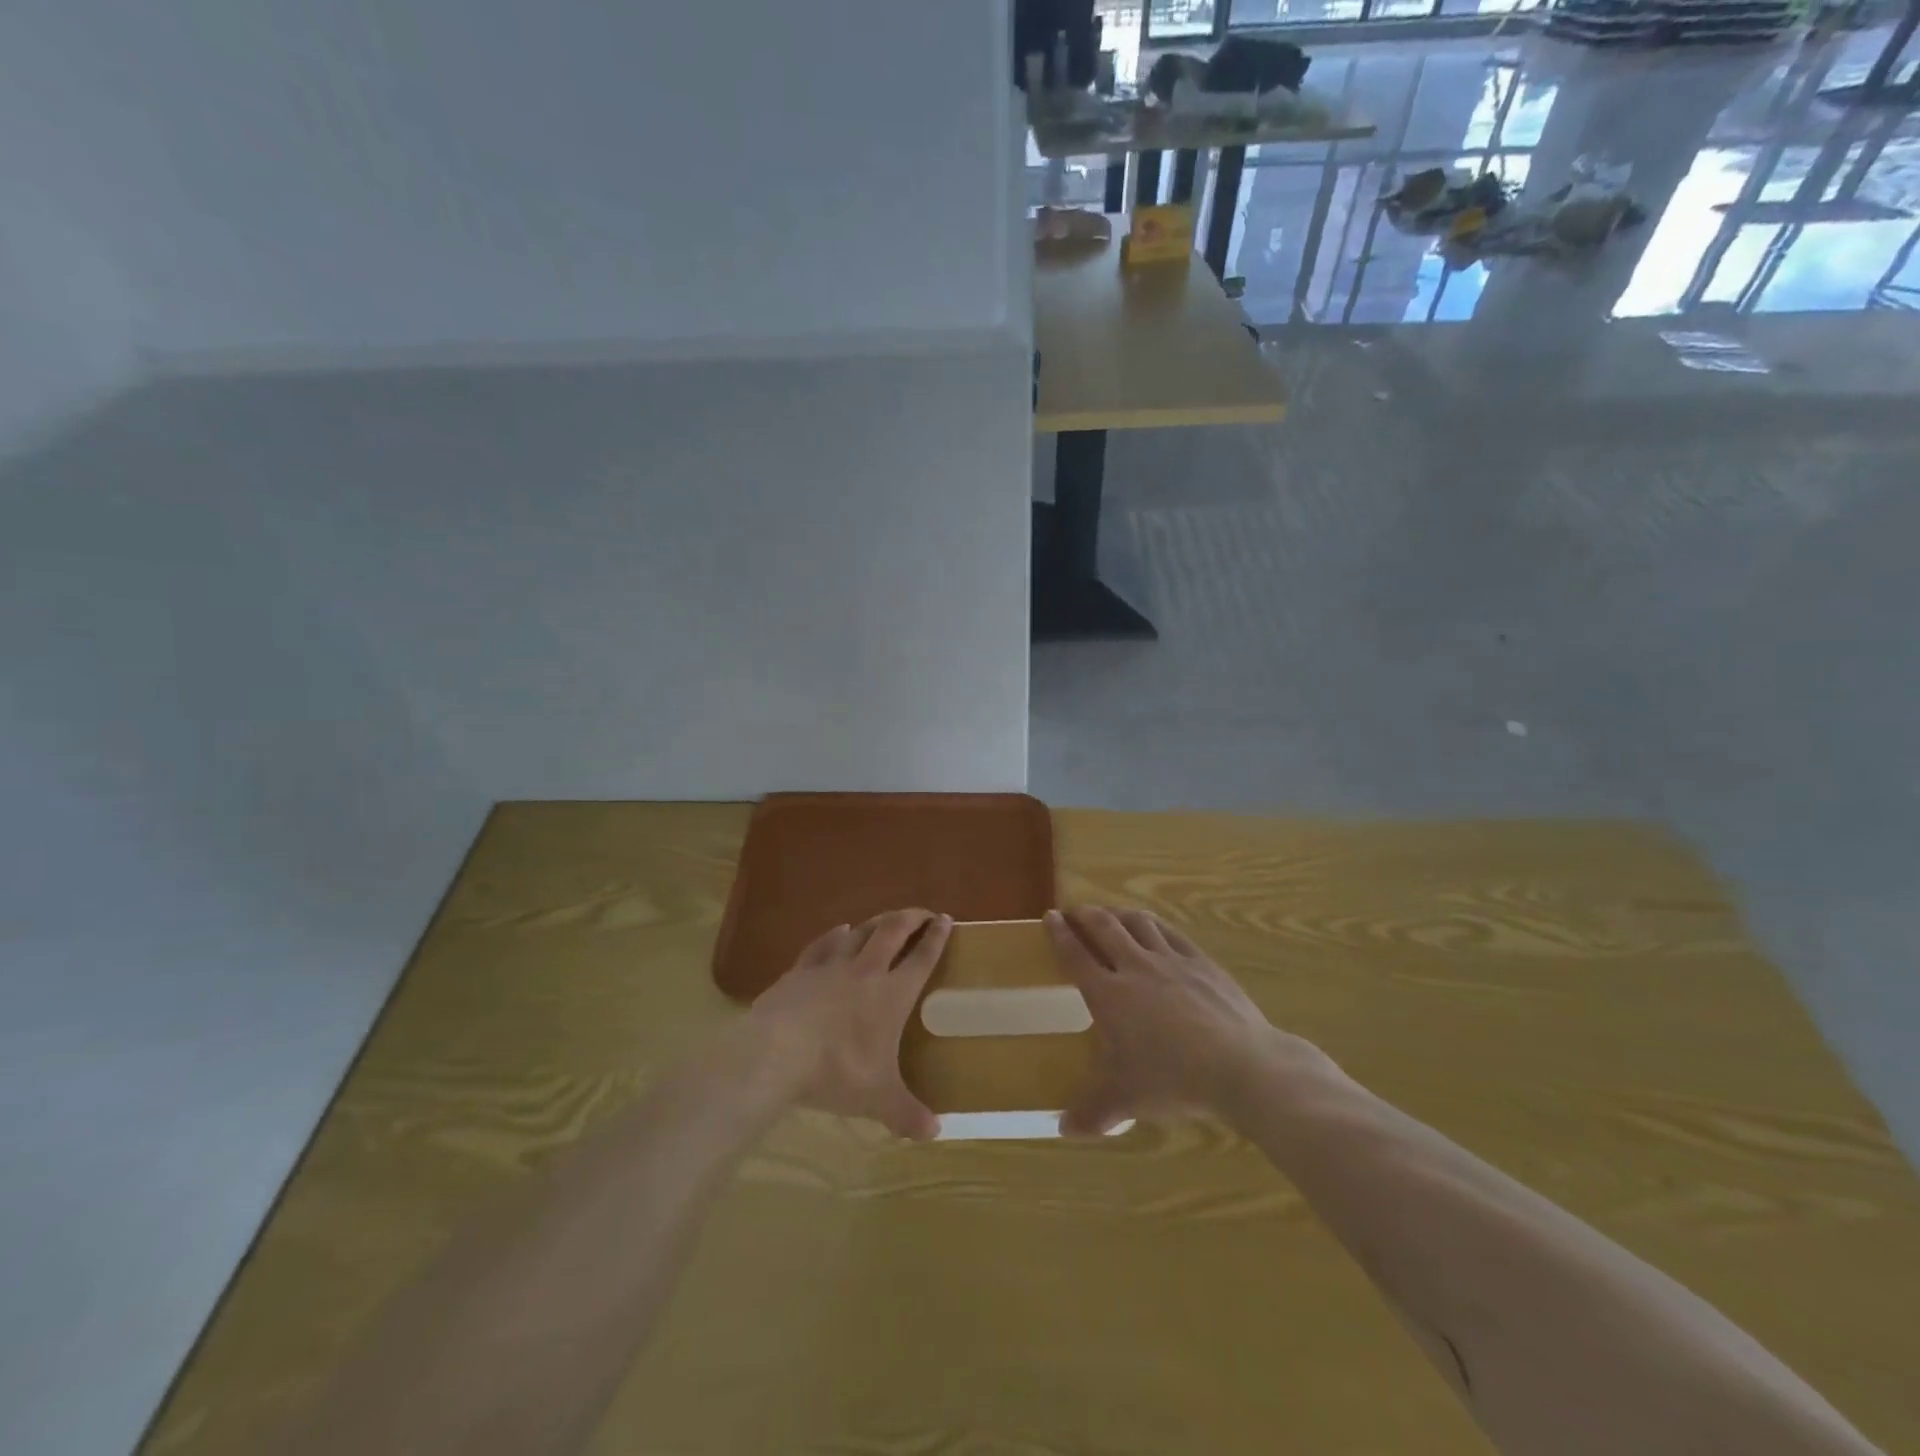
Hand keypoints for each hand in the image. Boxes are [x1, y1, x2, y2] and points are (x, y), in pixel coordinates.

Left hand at [749, 909, 950, 1139]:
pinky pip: (824, 942)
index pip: (922, 958)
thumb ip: (907, 1114)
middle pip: (893, 930)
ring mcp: (831, 964)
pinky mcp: (801, 968)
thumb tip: (935, 1133)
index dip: (937, 937)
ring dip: (876, 921)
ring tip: (885, 919)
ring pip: (860, 930)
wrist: (777, 1052)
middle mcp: (866, 970)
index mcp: (892, 994)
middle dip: (911, 918)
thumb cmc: (837, 1071)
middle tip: (922, 914)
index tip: (946, 920)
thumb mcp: (877, 1099)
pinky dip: (836, 934)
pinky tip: (839, 930)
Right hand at [1047, 906, 1326, 1134]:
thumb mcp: (1128, 1100)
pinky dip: (1155, 925)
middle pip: (1104, 927)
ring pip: (1138, 922)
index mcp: (1110, 995)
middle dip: (1085, 915)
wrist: (1242, 1066)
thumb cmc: (1175, 1080)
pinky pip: (1171, 932)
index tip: (1050, 917)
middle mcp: (1135, 967)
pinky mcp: (1201, 961)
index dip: (1059, 934)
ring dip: (1119, 913)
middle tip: (1075, 911)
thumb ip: (1093, 1113)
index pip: (1076, 955)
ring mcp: (1171, 960)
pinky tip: (1155, 928)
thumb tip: (1063, 1129)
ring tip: (1111, 914)